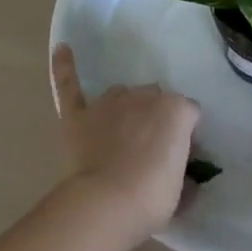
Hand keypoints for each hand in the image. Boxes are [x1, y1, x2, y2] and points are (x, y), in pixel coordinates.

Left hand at [51, 44, 200, 235]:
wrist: (109, 201)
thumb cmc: (154, 196)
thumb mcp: (181, 188)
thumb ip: (184, 174)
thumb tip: (184, 178)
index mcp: (178, 110)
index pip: (188, 114)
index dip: (184, 135)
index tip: (179, 156)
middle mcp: (146, 97)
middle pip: (155, 100)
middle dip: (154, 119)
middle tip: (150, 149)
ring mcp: (110, 103)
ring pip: (122, 94)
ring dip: (125, 108)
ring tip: (122, 133)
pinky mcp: (79, 114)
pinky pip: (70, 85)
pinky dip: (65, 67)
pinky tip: (62, 49)